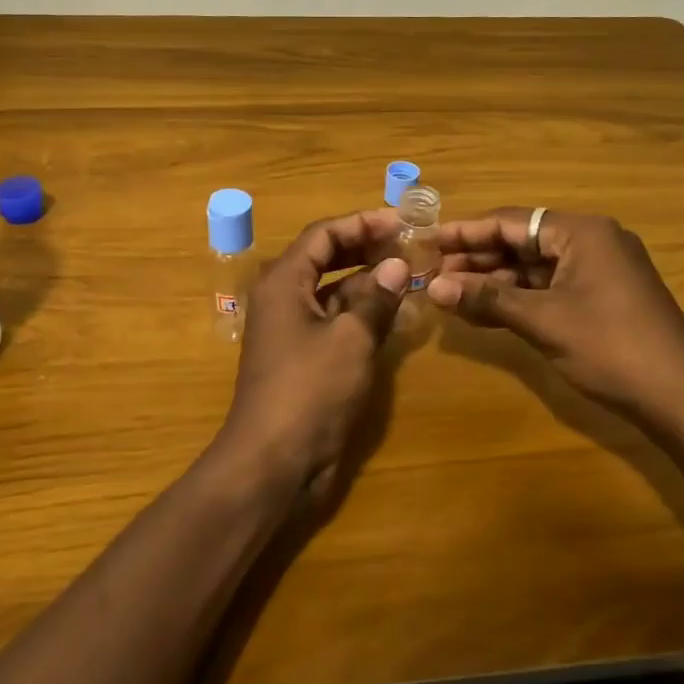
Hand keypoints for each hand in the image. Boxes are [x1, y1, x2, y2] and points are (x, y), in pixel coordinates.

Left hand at [217, 208, 408, 502]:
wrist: (274, 461)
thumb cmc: (310, 390)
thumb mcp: (351, 338)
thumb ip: (377, 298)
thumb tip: (398, 265)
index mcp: (284, 282)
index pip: (324, 234)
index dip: (362, 223)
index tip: (402, 222)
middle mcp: (283, 298)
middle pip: (325, 257)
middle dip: (366, 247)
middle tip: (408, 244)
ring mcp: (292, 330)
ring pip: (332, 290)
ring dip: (367, 280)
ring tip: (409, 273)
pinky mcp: (303, 358)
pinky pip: (334, 320)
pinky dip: (361, 311)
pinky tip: (393, 312)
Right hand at [428, 208, 683, 426]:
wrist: (680, 398)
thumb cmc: (610, 347)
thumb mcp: (543, 320)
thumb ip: (488, 298)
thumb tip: (434, 287)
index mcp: (582, 232)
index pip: (512, 221)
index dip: (467, 232)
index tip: (428, 241)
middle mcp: (592, 241)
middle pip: (523, 241)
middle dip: (478, 259)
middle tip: (434, 274)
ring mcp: (600, 270)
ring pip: (535, 267)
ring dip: (496, 280)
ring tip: (451, 293)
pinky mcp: (603, 297)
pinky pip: (551, 287)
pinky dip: (519, 298)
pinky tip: (486, 311)